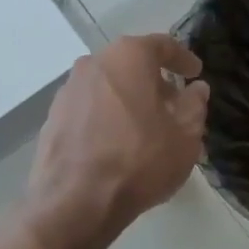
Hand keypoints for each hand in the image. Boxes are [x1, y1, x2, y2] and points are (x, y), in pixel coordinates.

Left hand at [25, 34, 209, 248]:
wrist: (75, 203)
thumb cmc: (140, 160)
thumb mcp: (185, 135)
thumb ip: (195, 105)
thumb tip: (196, 90)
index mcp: (128, 57)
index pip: (162, 46)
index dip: (183, 59)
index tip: (195, 74)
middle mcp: (94, 63)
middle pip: (132, 64)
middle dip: (155, 82)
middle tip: (174, 105)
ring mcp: (68, 90)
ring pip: (109, 86)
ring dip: (130, 99)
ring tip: (147, 128)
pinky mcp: (52, 118)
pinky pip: (90, 108)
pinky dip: (108, 117)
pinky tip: (119, 143)